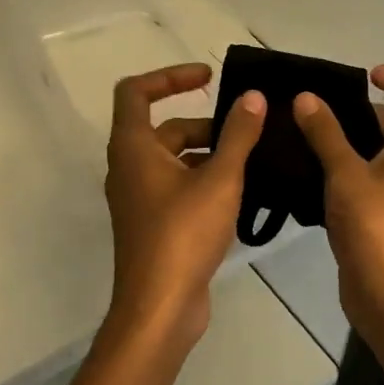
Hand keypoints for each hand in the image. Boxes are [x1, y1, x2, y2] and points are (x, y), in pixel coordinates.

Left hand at [102, 63, 265, 351]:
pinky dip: (204, 180)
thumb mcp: (220, 179)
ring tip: (254, 163)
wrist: (160, 308)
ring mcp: (140, 198)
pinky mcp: (153, 223)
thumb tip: (253, 97)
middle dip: (207, 125)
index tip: (208, 77)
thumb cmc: (183, 234)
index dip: (170, 76)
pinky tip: (241, 194)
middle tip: (249, 133)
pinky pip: (178, 187)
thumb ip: (238, 135)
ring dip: (210, 154)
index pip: (136, 92)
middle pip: (165, 128)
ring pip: (175, 160)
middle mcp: (129, 167)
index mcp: (133, 147)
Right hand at [293, 64, 383, 379]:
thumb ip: (326, 134)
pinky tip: (305, 171)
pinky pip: (367, 175)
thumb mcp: (346, 175)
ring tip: (301, 137)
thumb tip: (307, 97)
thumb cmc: (379, 228)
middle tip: (315, 111)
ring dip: (345, 139)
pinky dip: (342, 168)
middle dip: (361, 109)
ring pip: (380, 148)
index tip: (373, 80)